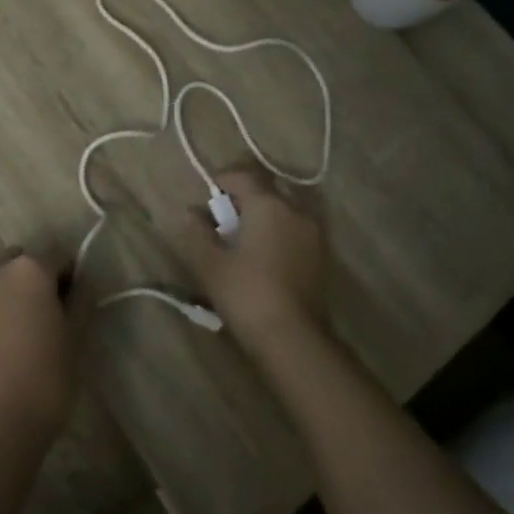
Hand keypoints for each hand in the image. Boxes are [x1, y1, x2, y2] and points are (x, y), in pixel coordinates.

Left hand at [0, 250, 75, 445]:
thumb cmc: (45, 379)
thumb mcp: (75, 338)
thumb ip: (80, 301)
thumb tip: (81, 284)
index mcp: (28, 269)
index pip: (60, 257)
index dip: (73, 278)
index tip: (78, 305)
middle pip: (25, 263)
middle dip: (40, 281)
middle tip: (54, 317)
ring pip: (1, 282)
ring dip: (16, 296)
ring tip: (30, 335)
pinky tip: (9, 347)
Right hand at [176, 170, 326, 358]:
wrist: (292, 337)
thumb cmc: (246, 293)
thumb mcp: (209, 263)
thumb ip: (196, 232)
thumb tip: (190, 212)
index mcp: (268, 205)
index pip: (242, 176)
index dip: (222, 181)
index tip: (207, 198)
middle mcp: (296, 210)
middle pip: (267, 189)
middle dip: (245, 197)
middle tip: (224, 219)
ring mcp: (314, 232)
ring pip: (285, 209)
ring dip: (264, 215)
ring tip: (244, 239)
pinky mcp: (322, 255)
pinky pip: (296, 229)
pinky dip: (280, 232)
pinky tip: (265, 256)